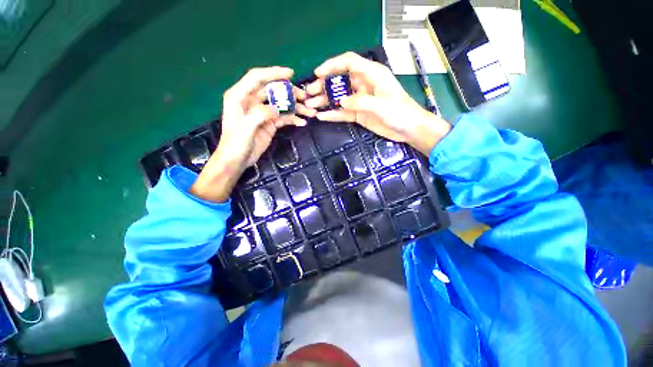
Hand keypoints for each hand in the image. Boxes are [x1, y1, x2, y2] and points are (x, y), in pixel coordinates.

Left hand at [191, 67, 316, 201]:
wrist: (237, 160)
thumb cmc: (235, 144)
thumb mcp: (245, 129)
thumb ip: (259, 115)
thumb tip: (276, 109)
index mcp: (240, 96)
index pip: (257, 78)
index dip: (273, 73)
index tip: (290, 74)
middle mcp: (252, 101)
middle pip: (273, 90)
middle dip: (290, 92)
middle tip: (305, 97)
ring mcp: (262, 112)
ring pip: (281, 104)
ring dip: (295, 107)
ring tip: (309, 112)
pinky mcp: (270, 123)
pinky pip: (283, 117)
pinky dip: (293, 119)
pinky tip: (302, 122)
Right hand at [304, 52, 450, 155]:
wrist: (408, 130)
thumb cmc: (400, 112)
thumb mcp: (381, 105)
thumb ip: (360, 101)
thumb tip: (341, 102)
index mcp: (372, 74)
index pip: (348, 62)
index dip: (332, 65)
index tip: (318, 73)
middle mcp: (363, 85)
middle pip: (340, 81)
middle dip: (323, 86)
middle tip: (309, 94)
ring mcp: (360, 100)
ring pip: (339, 98)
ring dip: (324, 101)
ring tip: (310, 106)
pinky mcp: (358, 114)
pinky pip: (343, 112)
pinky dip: (332, 114)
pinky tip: (321, 117)